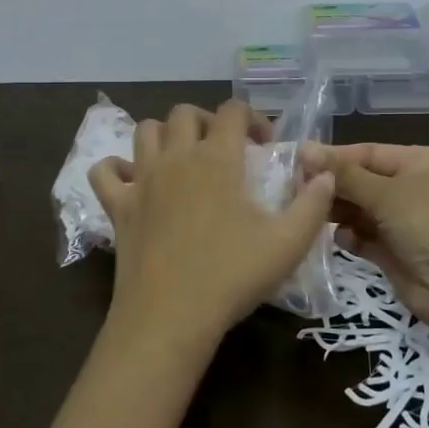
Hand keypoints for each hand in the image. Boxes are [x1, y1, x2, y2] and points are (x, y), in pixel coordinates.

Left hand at [90, 101, 334, 357]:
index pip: (232, 110)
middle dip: (206, 121)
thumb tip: (324, 174)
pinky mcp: (117, 206)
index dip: (252, 118)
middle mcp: (176, 157)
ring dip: (165, 135)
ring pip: (145, 131)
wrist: (170, 316)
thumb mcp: (288, 243)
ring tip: (182, 160)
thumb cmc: (232, 276)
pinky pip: (104, 170)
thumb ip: (313, 204)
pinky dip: (116, 168)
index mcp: (217, 159)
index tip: (264, 146)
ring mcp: (141, 179)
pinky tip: (133, 182)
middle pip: (184, 113)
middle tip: (223, 151)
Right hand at [300, 142, 428, 331]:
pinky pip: (364, 236)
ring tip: (311, 215)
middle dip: (332, 187)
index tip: (295, 162)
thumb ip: (343, 173)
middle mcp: (413, 186)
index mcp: (420, 161)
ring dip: (338, 212)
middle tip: (294, 191)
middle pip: (361, 180)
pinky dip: (351, 236)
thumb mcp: (386, 193)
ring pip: (360, 209)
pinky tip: (342, 239)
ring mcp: (405, 220)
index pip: (367, 152)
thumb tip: (303, 148)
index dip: (332, 157)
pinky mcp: (396, 251)